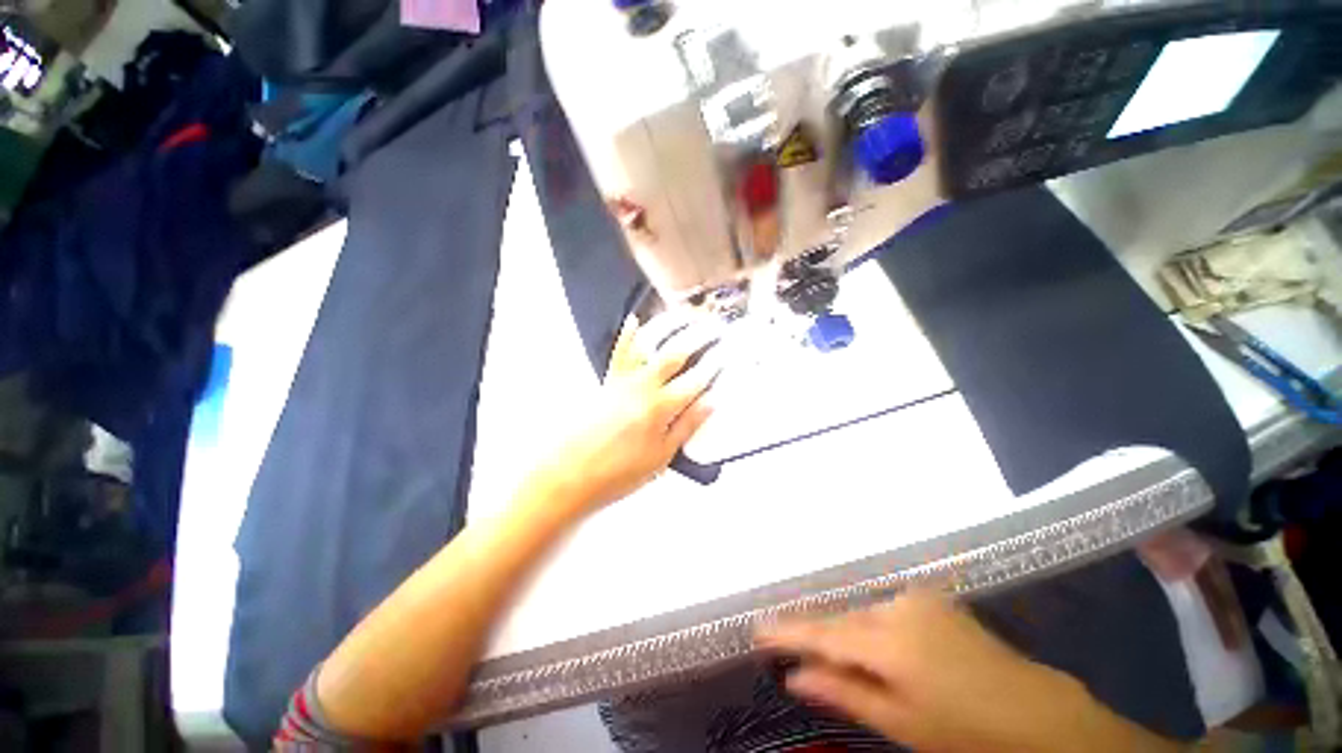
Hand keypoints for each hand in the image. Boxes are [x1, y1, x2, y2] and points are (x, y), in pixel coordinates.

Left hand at [533, 312, 721, 507]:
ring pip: (650, 347)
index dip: (714, 365)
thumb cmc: (619, 472)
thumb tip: (711, 402)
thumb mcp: (662, 456)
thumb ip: (687, 426)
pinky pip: (619, 353)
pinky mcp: (608, 381)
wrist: (571, 473)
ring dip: (669, 329)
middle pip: (675, 355)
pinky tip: (634, 320)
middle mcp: (644, 387)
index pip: (696, 381)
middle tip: (713, 328)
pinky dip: (627, 335)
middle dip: (698, 338)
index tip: (726, 353)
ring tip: (685, 316)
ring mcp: (624, 380)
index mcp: (661, 408)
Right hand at [757, 591, 1180, 752]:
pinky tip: (875, 645)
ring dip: (848, 634)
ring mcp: (916, 598)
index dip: (787, 633)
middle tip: (789, 647)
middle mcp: (896, 608)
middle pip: (842, 621)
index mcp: (889, 642)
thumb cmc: (966, 730)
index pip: (822, 633)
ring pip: (863, 615)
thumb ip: (844, 693)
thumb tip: (794, 677)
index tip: (756, 630)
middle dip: (818, 635)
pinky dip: (871, 627)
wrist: (1037, 711)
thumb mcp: (901, 724)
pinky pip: (884, 610)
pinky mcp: (930, 598)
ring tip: (838, 655)